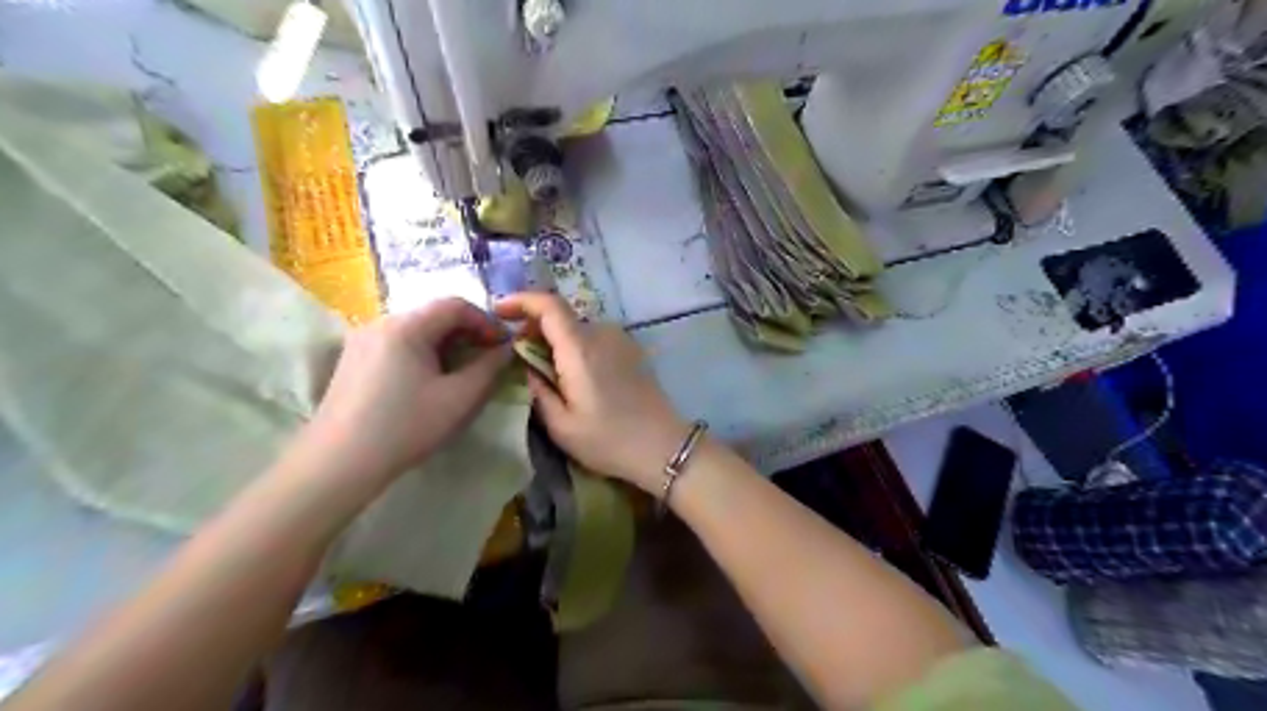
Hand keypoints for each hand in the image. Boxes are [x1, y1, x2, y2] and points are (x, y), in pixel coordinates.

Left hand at [306, 298, 507, 486]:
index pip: (455, 305)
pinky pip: (397, 343)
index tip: (503, 345)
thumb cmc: (405, 427)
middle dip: (467, 332)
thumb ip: (489, 368)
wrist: (338, 463)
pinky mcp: (352, 360)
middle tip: (487, 358)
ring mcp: (361, 341)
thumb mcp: (459, 399)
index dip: (486, 321)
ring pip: (415, 329)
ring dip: (446, 343)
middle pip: (433, 314)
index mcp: (406, 326)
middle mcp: (380, 323)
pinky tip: (429, 380)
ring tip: (462, 370)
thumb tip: (505, 350)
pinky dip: (422, 352)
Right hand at [497, 293, 690, 490]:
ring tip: (544, 370)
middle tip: (516, 355)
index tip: (498, 311)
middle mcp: (601, 334)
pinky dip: (575, 346)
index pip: (548, 304)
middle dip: (533, 327)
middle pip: (560, 315)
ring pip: (576, 328)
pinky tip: (572, 375)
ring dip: (555, 339)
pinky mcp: (631, 350)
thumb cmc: (609, 440)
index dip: (520, 300)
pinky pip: (594, 338)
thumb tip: (525, 365)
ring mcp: (620, 339)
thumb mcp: (561, 425)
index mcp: (580, 348)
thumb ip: (537, 389)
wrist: (664, 446)